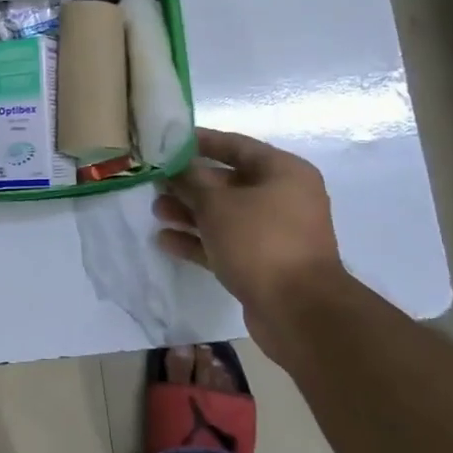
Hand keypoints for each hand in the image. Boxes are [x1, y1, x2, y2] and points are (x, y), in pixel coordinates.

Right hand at [154, 128, 345, 314]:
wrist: (297, 310)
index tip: (168, 141)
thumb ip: (191, 182)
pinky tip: (165, 241)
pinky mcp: (262, 264)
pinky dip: (198, 241)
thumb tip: (176, 168)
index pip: (237, 146)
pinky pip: (225, 243)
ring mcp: (273, 233)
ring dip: (189, 213)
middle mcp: (283, 198)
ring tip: (156, 212)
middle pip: (228, 182)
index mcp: (283, 172)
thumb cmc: (260, 241)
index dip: (201, 142)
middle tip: (155, 182)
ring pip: (224, 215)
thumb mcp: (218, 204)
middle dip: (189, 183)